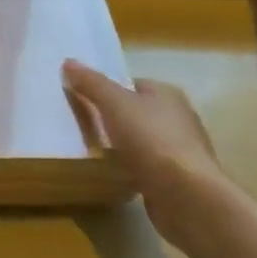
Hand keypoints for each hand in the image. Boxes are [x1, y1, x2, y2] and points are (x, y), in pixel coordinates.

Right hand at [63, 61, 240, 248]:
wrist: (187, 195)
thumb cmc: (151, 140)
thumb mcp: (114, 103)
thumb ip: (91, 83)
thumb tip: (69, 61)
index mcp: (167, 94)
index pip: (132, 85)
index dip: (108, 91)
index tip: (84, 102)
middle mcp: (179, 117)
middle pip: (138, 112)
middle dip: (114, 119)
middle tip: (85, 127)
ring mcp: (182, 150)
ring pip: (144, 141)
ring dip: (124, 146)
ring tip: (96, 153)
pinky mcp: (180, 179)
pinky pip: (149, 166)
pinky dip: (134, 168)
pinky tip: (117, 175)